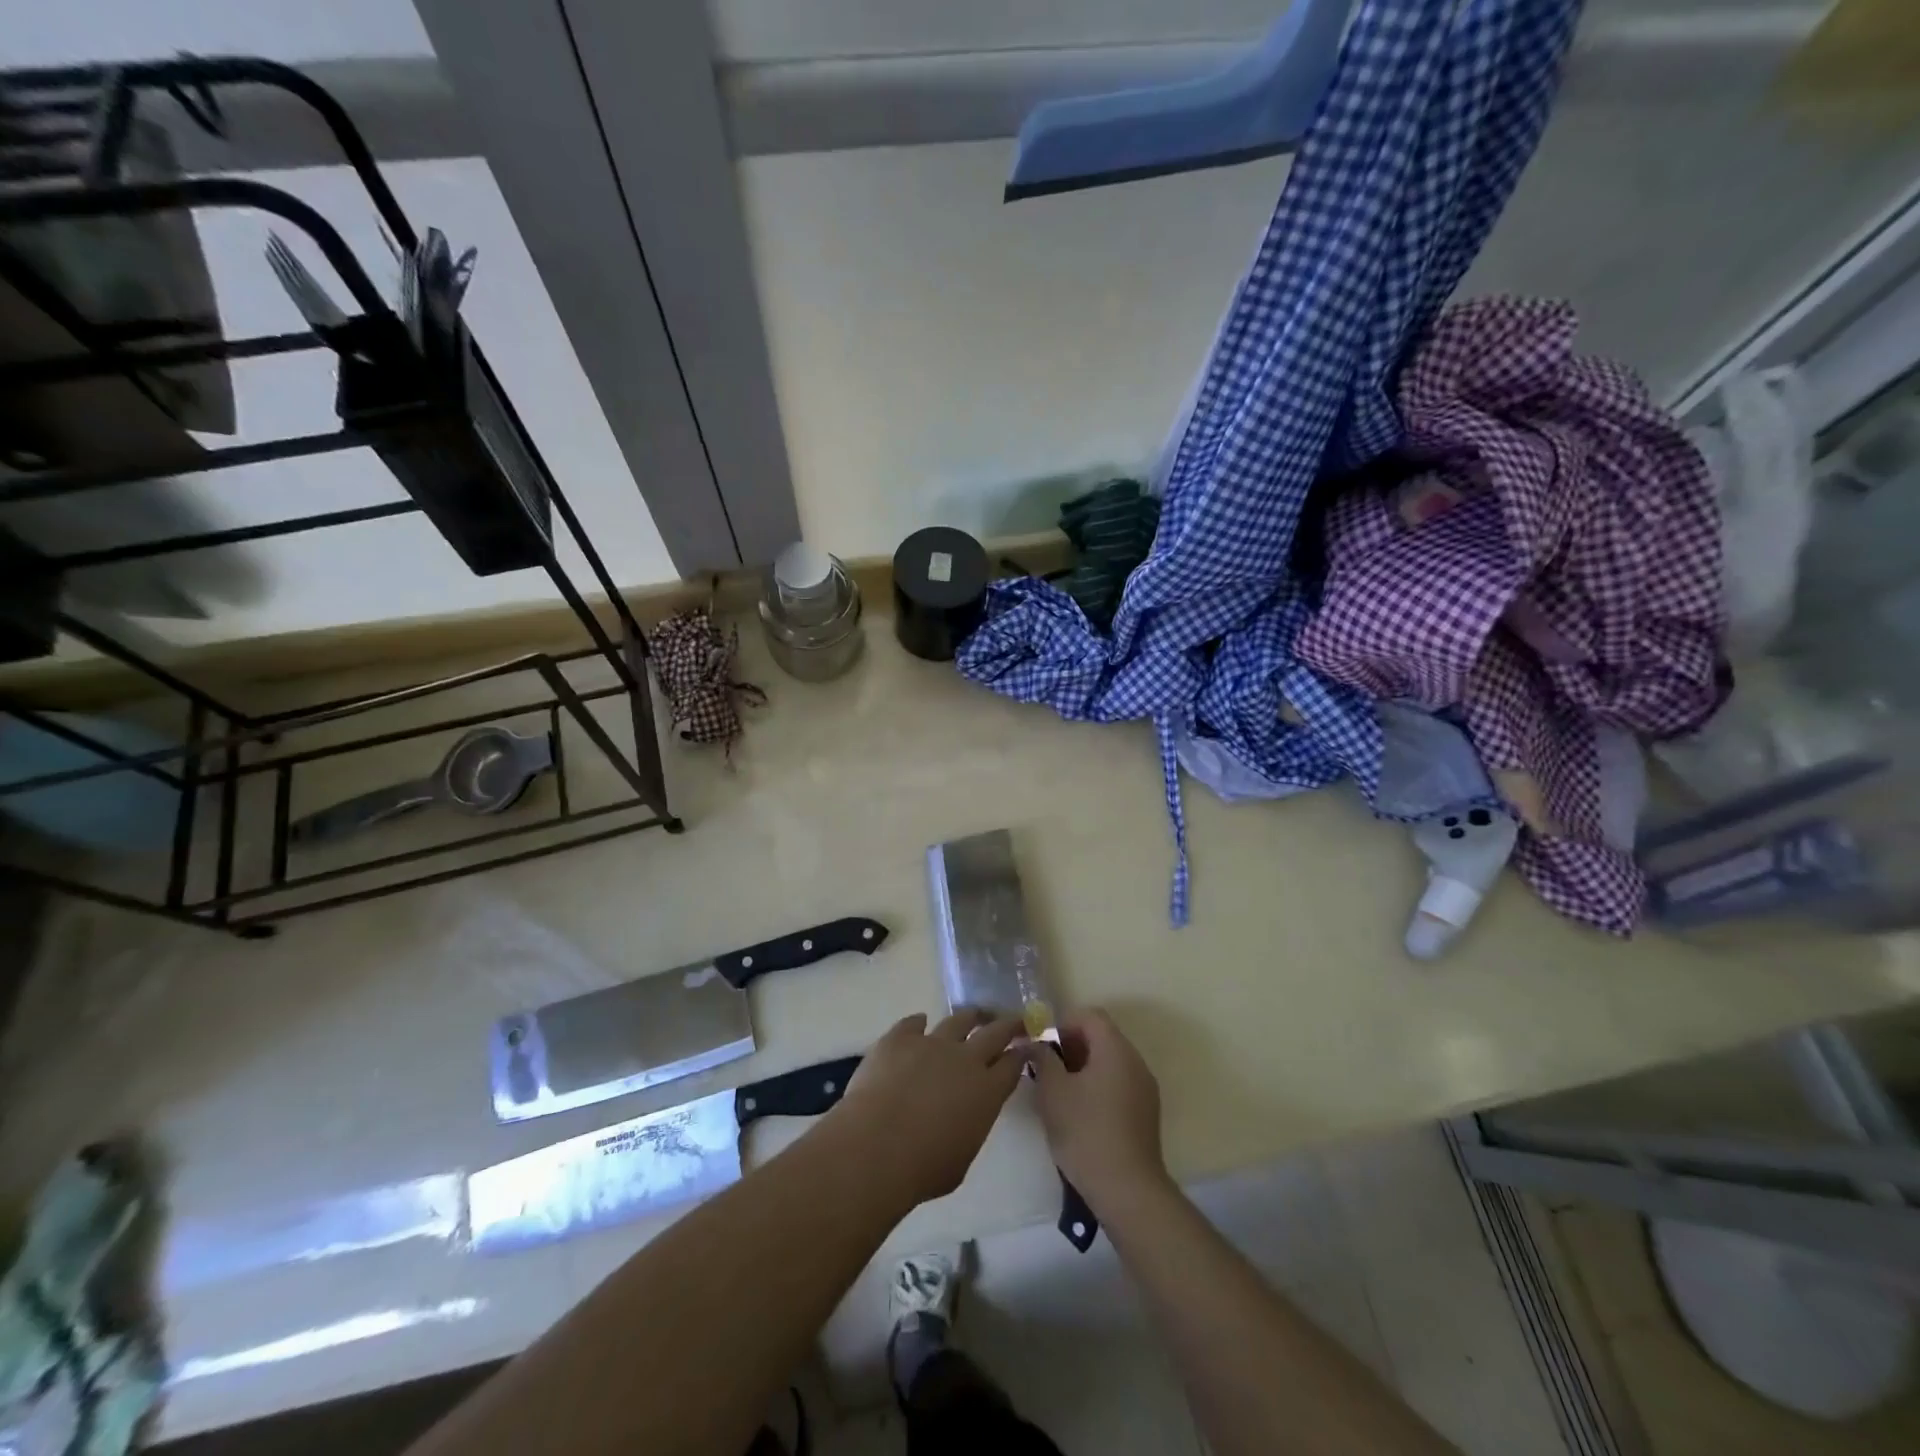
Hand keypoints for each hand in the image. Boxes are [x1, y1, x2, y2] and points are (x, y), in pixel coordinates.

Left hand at [834, 1011, 1024, 1209]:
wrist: (877, 1146)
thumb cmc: (923, 1168)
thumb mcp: (961, 1159)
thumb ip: (969, 1128)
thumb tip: (963, 1117)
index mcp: (986, 1091)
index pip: (1013, 1065)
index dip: (1021, 1054)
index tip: (1026, 1047)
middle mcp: (965, 1059)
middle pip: (995, 1032)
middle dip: (1009, 1024)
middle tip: (1016, 1020)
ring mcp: (932, 1043)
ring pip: (959, 1019)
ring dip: (970, 1017)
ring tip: (974, 1016)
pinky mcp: (899, 1038)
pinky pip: (913, 1022)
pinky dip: (918, 1023)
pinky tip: (919, 1023)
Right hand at [1033, 1009, 1167, 1209]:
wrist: (1127, 1190)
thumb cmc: (1086, 1132)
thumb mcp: (1052, 1091)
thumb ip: (1042, 1058)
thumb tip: (1036, 1043)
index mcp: (1116, 1049)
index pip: (1089, 1015)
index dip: (1063, 1023)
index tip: (1043, 1047)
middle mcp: (1136, 1062)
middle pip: (1101, 1037)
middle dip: (1071, 1047)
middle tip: (1046, 1070)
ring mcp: (1145, 1089)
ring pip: (1109, 1062)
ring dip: (1083, 1068)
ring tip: (1059, 1093)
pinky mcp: (1146, 1113)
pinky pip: (1119, 1084)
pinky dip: (1098, 1087)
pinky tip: (1080, 1114)